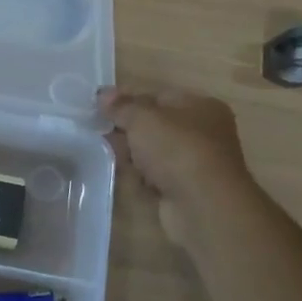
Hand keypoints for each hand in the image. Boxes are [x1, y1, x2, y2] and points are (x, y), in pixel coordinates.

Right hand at [101, 86, 248, 241]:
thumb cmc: (177, 149)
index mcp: (202, 106)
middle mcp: (204, 132)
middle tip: (97, 128)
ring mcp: (195, 163)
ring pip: (154, 151)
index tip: (99, 105)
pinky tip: (123, 174)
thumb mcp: (143, 118)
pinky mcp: (185, 189)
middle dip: (127, 127)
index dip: (128, 98)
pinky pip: (155, 175)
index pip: (159, 96)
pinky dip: (140, 175)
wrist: (203, 206)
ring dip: (131, 152)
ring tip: (104, 150)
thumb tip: (103, 94)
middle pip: (156, 125)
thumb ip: (121, 106)